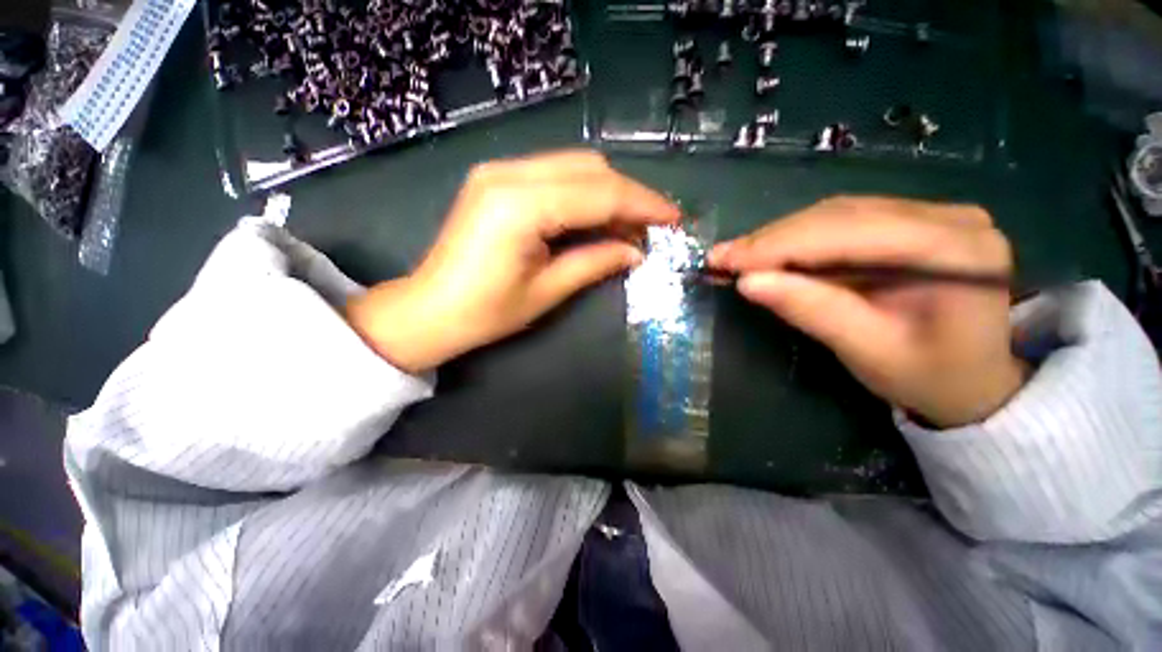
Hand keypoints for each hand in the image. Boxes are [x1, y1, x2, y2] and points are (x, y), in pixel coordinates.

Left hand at [346, 150, 679, 372]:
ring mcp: (500, 171)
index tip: (673, 219)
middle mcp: (509, 173)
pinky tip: (599, 217)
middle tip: (654, 225)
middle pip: (590, 169)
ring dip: (609, 193)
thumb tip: (636, 251)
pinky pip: (556, 176)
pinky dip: (584, 194)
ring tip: (631, 225)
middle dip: (630, 195)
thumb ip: (595, 262)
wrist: (430, 309)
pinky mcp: (497, 180)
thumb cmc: (485, 312)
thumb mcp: (547, 291)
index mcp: (521, 205)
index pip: (600, 193)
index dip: (642, 205)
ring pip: (575, 167)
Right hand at [710, 197, 1027, 427]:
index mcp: (959, 251)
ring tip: (735, 257)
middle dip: (773, 239)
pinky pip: (841, 223)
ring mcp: (931, 214)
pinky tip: (767, 254)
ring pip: (835, 214)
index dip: (781, 245)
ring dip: (779, 237)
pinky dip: (796, 240)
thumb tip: (748, 283)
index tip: (725, 260)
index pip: (852, 232)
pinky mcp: (909, 223)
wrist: (972, 381)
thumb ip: (812, 311)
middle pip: (841, 216)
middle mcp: (950, 217)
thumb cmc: (929, 378)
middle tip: (720, 257)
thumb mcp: (868, 351)